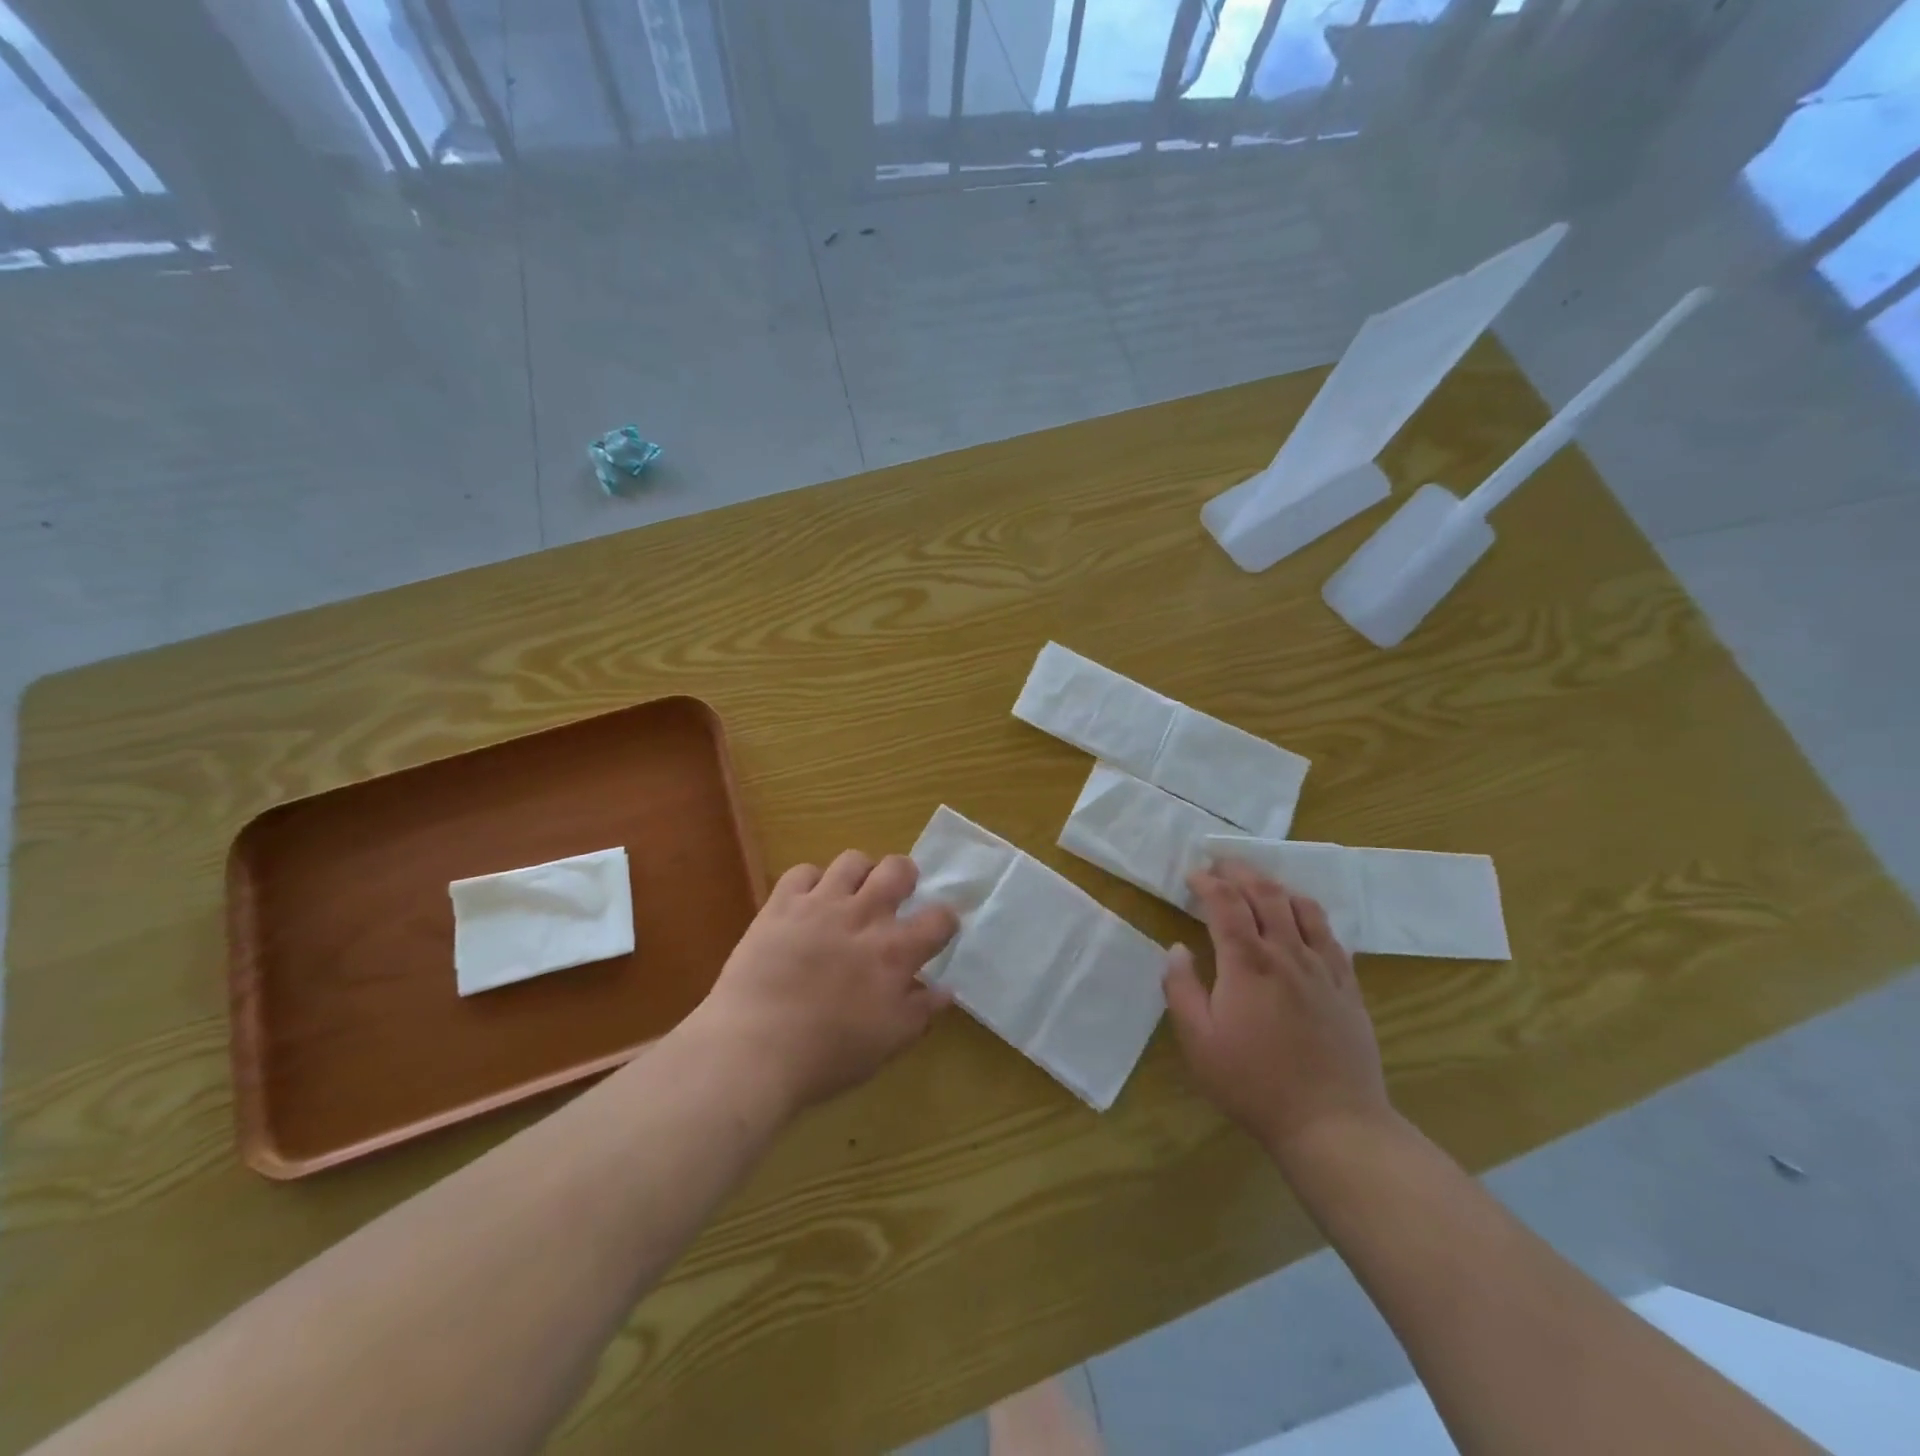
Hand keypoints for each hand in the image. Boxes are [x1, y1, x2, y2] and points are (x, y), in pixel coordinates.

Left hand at [688, 851, 958, 1113]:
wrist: (754, 1048)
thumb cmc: (827, 1055)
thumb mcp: (888, 1043)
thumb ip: (921, 1012)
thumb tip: (945, 990)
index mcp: (895, 952)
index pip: (939, 918)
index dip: (944, 921)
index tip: (936, 930)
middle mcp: (864, 916)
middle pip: (898, 869)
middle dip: (905, 876)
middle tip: (894, 897)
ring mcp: (821, 904)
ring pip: (852, 861)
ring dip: (859, 873)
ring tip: (851, 894)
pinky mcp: (781, 904)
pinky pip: (802, 871)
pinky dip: (810, 882)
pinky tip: (807, 902)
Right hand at [1163, 860, 1393, 1163]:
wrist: (1332, 1122)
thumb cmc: (1254, 1083)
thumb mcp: (1199, 1041)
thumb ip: (1182, 988)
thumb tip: (1177, 948)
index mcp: (1247, 962)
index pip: (1225, 904)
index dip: (1208, 882)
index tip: (1192, 874)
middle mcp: (1287, 953)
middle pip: (1265, 894)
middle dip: (1240, 872)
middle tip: (1220, 864)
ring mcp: (1323, 967)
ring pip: (1301, 906)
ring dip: (1275, 885)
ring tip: (1258, 881)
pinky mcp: (1348, 986)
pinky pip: (1330, 934)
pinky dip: (1310, 912)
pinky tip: (1302, 916)